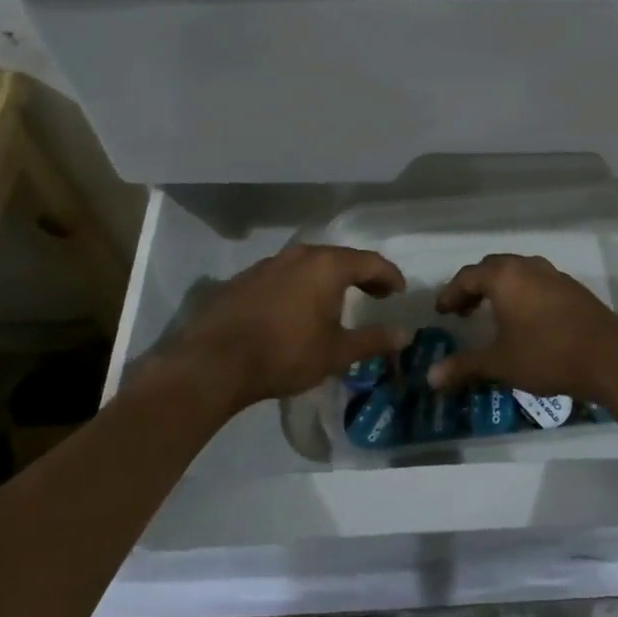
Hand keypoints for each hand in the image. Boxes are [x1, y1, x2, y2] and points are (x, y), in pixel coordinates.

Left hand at [163, 244, 408, 409]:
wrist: (213, 362)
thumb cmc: (285, 353)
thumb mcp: (336, 352)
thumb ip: (373, 340)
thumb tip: (404, 334)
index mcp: (328, 265)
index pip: (371, 262)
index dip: (390, 276)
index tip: (399, 292)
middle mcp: (300, 254)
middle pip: (340, 258)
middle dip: (361, 275)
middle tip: (375, 295)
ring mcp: (269, 263)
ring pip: (310, 264)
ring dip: (328, 280)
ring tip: (336, 302)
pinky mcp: (245, 278)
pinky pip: (285, 275)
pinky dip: (301, 286)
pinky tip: (297, 310)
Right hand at [426, 253, 617, 403]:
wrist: (608, 356)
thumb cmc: (546, 354)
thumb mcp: (500, 363)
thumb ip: (464, 366)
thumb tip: (430, 377)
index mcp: (504, 276)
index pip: (468, 276)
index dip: (451, 293)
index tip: (442, 312)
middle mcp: (528, 267)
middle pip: (492, 268)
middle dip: (474, 287)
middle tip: (463, 311)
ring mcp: (554, 275)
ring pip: (518, 272)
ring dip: (500, 288)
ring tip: (492, 313)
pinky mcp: (573, 288)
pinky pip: (537, 282)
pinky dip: (522, 293)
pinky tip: (525, 319)